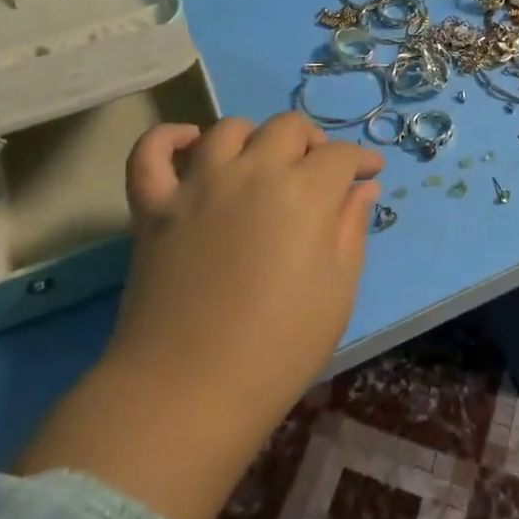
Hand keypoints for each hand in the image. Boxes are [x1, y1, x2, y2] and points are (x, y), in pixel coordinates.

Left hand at [113, 113, 383, 419]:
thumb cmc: (279, 348)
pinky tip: (189, 144)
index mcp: (305, 193)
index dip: (360, 160)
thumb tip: (362, 187)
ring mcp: (198, 185)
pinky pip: (150, 152)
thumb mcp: (339, 291)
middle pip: (288, 127)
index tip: (368, 173)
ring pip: (228, 129)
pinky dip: (167, 137)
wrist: (189, 391)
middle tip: (317, 171)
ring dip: (253, 137)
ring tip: (260, 163)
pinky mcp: (154, 206)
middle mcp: (253, 172)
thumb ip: (352, 229)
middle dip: (312, 142)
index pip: (340, 155)